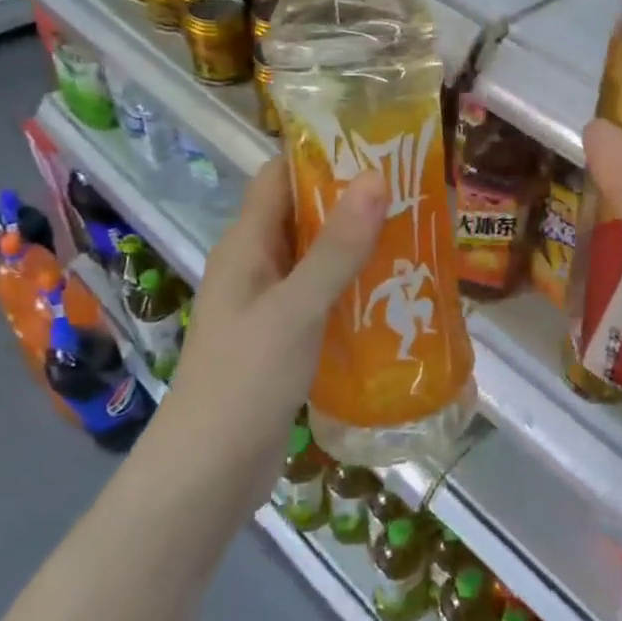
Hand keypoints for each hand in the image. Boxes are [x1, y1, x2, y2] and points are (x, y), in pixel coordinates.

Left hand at [156, 163, 385, 489]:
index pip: (279, 176)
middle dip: (351, 199)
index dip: (320, 154)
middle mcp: (255, 265)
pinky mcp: (284, 338)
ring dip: (357, 245)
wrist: (208, 475)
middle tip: (410, 189)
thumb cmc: (245, 379)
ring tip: (414, 232)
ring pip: (317, 257)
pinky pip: (322, 295)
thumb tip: (374, 177)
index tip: (374, 145)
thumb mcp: (298, 308)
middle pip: (303, 214)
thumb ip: (337, 247)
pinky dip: (353, 286)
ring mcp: (268, 304)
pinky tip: (394, 291)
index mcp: (246, 245)